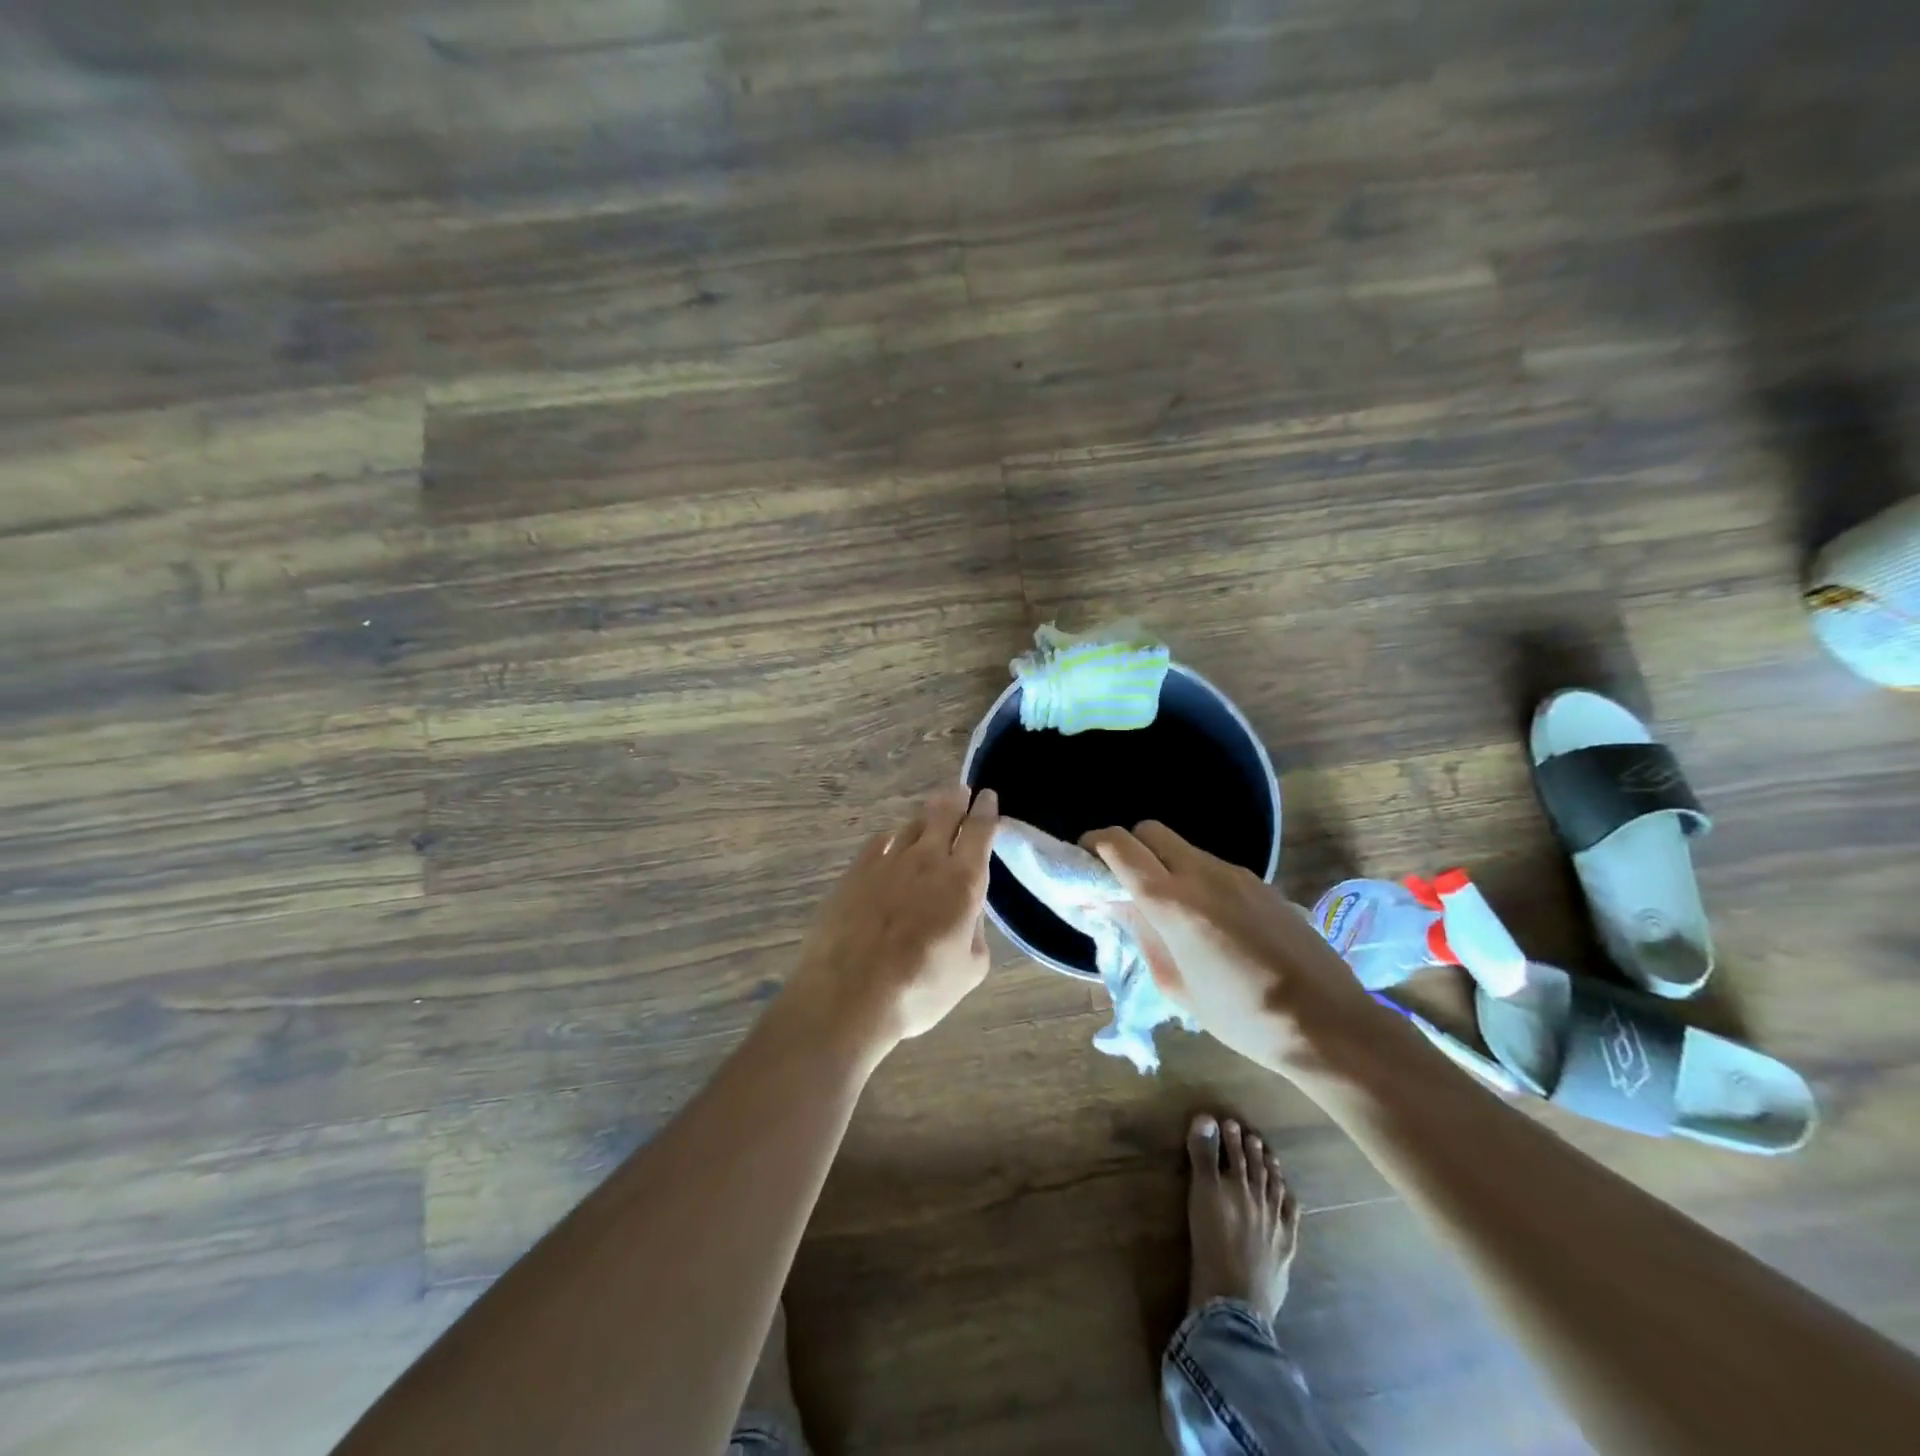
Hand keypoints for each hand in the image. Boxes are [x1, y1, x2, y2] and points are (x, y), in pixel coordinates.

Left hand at [791, 785, 999, 1056]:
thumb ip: (976, 932)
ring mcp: (887, 862)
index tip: (988, 796)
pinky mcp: (855, 872)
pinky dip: (892, 838)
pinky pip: (879, 842)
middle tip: (961, 792)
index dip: (985, 811)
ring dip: (925, 817)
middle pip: (944, 815)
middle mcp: (927, 860)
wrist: (848, 993)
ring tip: (931, 815)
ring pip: (911, 825)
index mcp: (963, 881)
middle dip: (956, 800)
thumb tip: (968, 912)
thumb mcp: (969, 970)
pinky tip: (890, 843)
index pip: (979, 831)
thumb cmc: (919, 988)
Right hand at [1083, 821, 1373, 1074]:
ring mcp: (1237, 874)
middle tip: (1125, 882)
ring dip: (1166, 865)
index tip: (1085, 859)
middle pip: (1151, 831)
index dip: (1095, 843)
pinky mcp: (1263, 884)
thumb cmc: (1241, 1016)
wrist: (1328, 1024)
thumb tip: (1121, 907)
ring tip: (1171, 910)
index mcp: (1172, 901)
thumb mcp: (1176, 986)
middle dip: (1130, 847)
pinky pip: (1215, 867)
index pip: (1120, 845)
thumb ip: (1144, 936)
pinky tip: (1212, 922)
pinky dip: (1197, 879)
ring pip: (1185, 849)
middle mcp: (1202, 872)